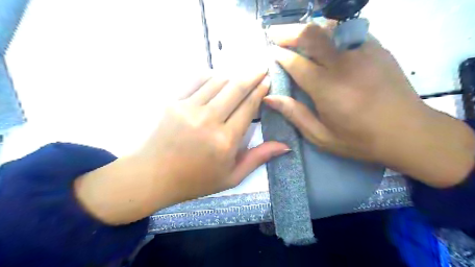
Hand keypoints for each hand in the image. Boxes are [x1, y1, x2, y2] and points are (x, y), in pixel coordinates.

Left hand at [74, 68, 288, 222]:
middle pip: (236, 88)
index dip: (260, 91)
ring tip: (239, 78)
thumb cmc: (195, 180)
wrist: (153, 176)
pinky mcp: (173, 102)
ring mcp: (188, 108)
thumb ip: (258, 158)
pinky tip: (216, 80)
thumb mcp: (231, 177)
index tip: (267, 81)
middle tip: (261, 68)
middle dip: (252, 75)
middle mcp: (208, 120)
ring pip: (217, 81)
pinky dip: (210, 76)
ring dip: (232, 77)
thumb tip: (285, 146)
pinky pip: (196, 80)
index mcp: (225, 141)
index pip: (248, 107)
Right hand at [266, 24, 472, 188]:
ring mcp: (364, 52)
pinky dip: (330, 32)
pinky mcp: (378, 48)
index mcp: (327, 88)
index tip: (269, 51)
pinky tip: (324, 40)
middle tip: (275, 33)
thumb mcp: (321, 136)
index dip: (279, 54)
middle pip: (311, 35)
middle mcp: (344, 64)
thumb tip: (270, 98)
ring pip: (330, 28)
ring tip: (295, 34)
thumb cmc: (359, 140)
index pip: (296, 62)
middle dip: (288, 31)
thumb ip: (294, 114)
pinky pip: (348, 32)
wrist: (408, 132)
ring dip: (309, 29)